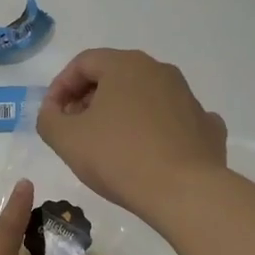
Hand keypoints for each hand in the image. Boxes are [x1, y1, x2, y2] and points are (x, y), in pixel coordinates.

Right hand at [37, 49, 226, 226]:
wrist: (183, 191)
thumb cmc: (118, 157)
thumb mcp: (66, 139)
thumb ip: (49, 119)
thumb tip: (54, 111)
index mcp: (125, 65)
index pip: (83, 62)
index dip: (60, 87)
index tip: (51, 115)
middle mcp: (160, 71)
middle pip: (114, 76)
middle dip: (88, 99)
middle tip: (74, 128)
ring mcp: (187, 97)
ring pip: (144, 96)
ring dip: (120, 113)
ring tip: (107, 145)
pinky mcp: (205, 125)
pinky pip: (171, 119)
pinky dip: (154, 129)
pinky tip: (147, 152)